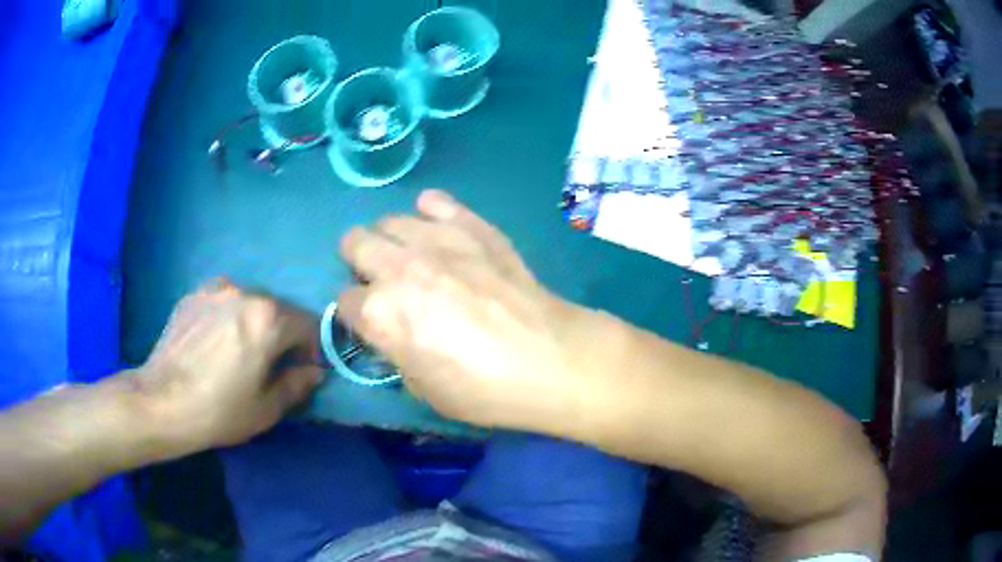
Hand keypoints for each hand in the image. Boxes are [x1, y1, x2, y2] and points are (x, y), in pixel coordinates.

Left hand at [136, 282, 322, 454]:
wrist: (161, 402)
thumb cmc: (219, 410)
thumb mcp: (267, 408)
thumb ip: (297, 384)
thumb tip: (314, 371)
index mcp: (268, 318)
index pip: (308, 323)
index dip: (312, 349)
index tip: (301, 372)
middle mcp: (245, 292)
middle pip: (278, 310)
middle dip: (282, 335)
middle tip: (269, 365)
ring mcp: (215, 289)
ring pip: (249, 303)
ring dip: (254, 324)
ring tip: (237, 353)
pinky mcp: (193, 295)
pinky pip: (222, 302)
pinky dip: (228, 318)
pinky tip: (213, 344)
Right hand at [337, 190, 589, 430]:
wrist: (550, 359)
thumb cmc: (485, 389)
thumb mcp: (423, 390)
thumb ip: (394, 351)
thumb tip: (391, 330)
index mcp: (380, 314)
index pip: (343, 302)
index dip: (357, 315)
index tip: (375, 323)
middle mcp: (397, 267)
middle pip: (353, 243)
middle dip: (360, 264)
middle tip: (386, 284)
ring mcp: (435, 239)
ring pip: (388, 219)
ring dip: (392, 240)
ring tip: (415, 259)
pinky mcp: (470, 224)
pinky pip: (435, 200)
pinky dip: (431, 214)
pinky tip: (443, 231)